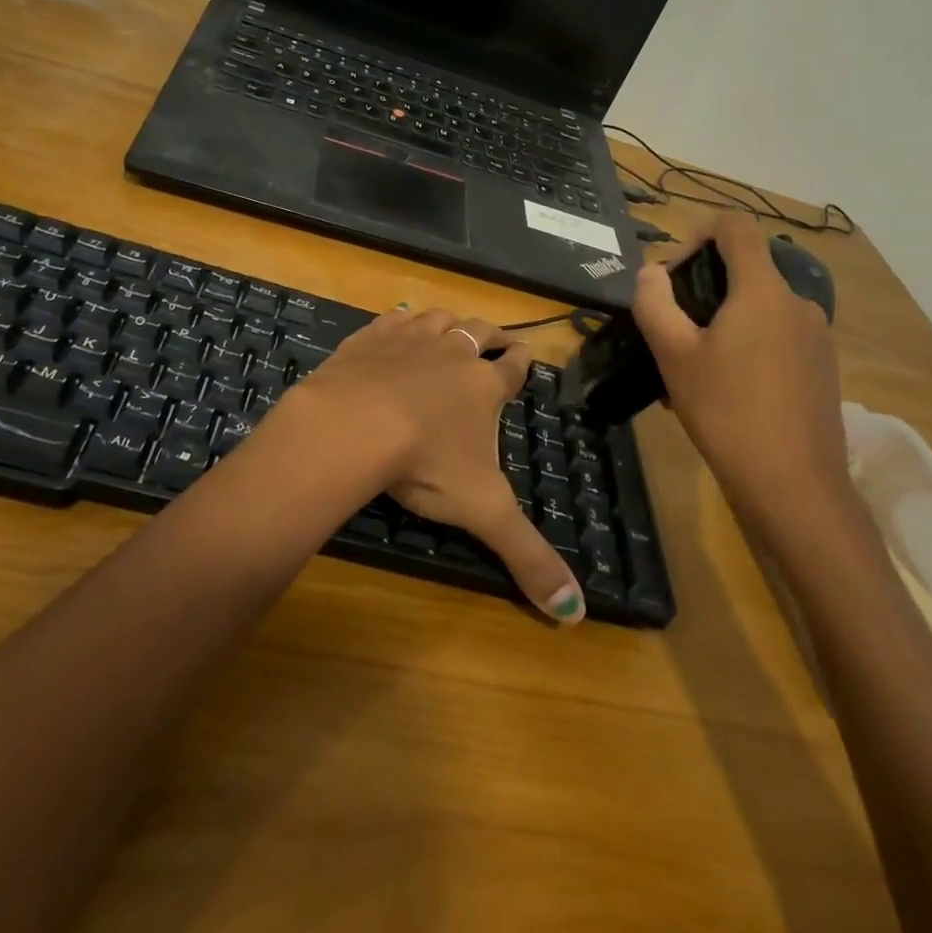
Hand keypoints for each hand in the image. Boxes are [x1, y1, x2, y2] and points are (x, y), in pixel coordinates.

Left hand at [290, 307, 584, 623]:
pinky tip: (396, 326)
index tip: (526, 353)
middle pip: (480, 332)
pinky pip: (393, 318)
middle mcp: (453, 352)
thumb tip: (576, 615)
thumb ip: (528, 558)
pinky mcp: (371, 336)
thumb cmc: (427, 463)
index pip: (513, 366)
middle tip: (496, 338)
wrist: (355, 423)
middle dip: (492, 335)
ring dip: (448, 322)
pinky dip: (400, 321)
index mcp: (484, 385)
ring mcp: (410, 338)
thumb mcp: (483, 511)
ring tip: (450, 327)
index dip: (522, 360)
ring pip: (439, 318)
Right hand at [631, 216, 849, 535]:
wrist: (795, 487)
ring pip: (758, 308)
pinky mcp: (822, 367)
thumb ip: (654, 303)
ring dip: (722, 322)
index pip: (735, 227)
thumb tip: (651, 272)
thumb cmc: (727, 412)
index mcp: (763, 290)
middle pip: (746, 269)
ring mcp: (816, 336)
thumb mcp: (674, 355)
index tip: (674, 274)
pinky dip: (746, 345)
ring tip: (692, 369)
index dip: (698, 234)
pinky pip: (776, 337)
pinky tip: (724, 391)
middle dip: (703, 288)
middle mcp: (797, 302)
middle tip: (673, 331)